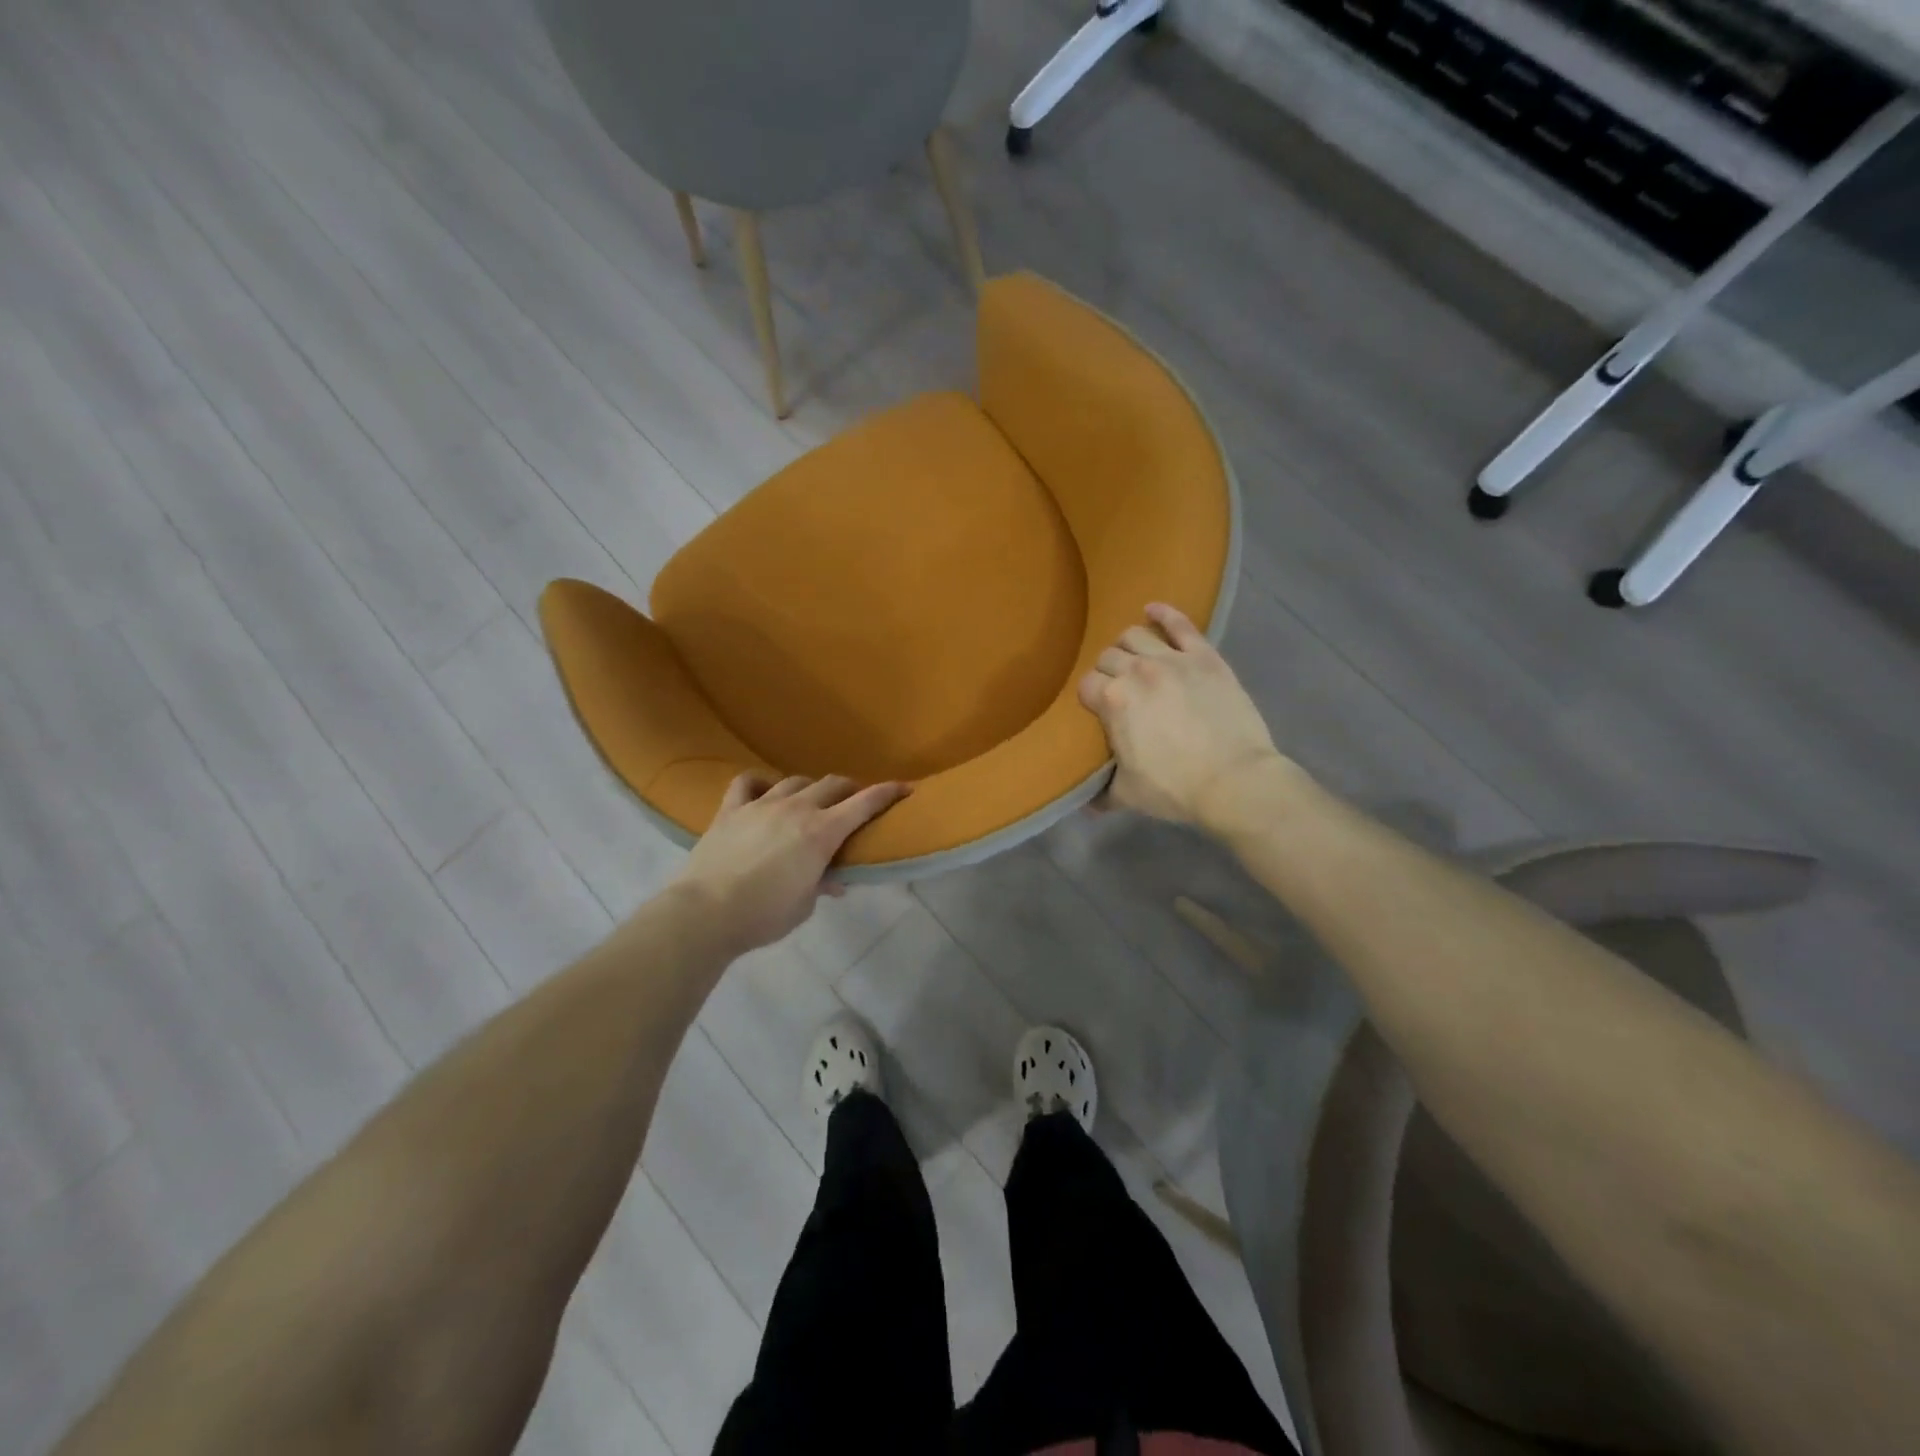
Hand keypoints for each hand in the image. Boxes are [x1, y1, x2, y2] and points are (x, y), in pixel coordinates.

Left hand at [675, 773, 910, 955]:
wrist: (705, 913)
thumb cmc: (764, 916)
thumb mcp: (804, 905)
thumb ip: (821, 884)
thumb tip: (833, 881)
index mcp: (822, 832)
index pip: (865, 803)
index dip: (887, 793)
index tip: (904, 788)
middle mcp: (796, 809)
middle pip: (832, 784)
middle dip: (850, 789)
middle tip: (854, 801)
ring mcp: (761, 804)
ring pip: (795, 780)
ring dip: (810, 788)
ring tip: (810, 801)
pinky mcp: (731, 809)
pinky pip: (747, 782)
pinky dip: (760, 783)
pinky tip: (764, 791)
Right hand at [1077, 603, 1291, 831]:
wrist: (1235, 781)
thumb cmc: (1176, 789)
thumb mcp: (1128, 795)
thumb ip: (1102, 793)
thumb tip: (1087, 804)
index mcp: (1112, 701)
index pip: (1086, 685)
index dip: (1089, 698)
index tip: (1097, 710)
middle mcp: (1136, 671)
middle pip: (1107, 657)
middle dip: (1107, 671)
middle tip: (1118, 688)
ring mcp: (1172, 659)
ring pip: (1135, 635)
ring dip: (1128, 645)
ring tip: (1133, 657)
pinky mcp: (1205, 656)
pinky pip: (1180, 624)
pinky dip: (1164, 613)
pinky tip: (1154, 609)